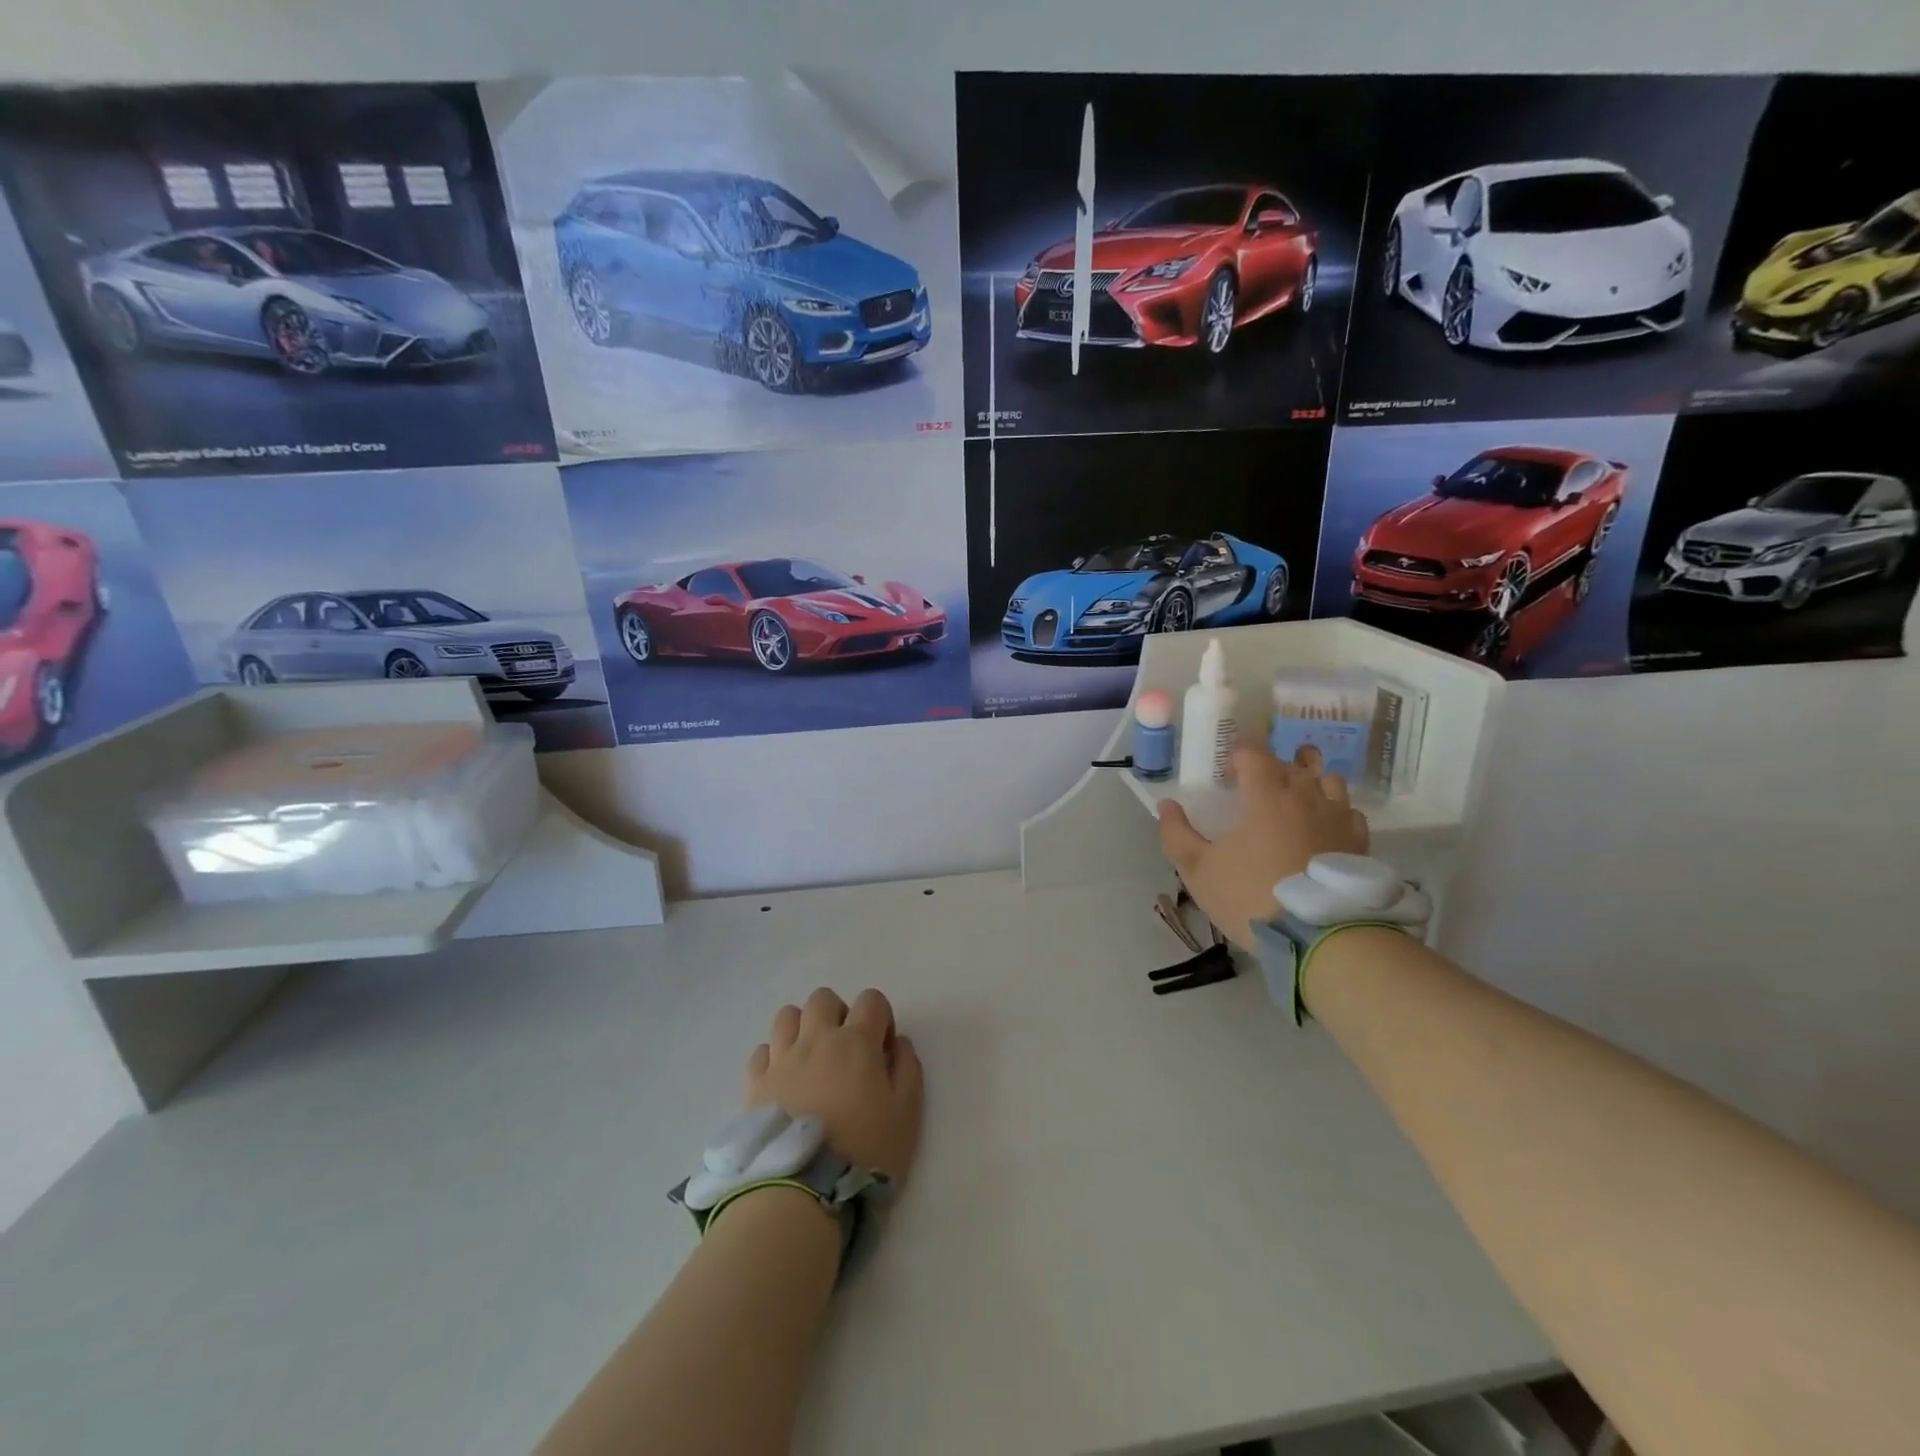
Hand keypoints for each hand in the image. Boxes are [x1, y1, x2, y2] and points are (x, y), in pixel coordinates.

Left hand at [746, 988, 923, 1183]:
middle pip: (824, 999)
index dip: (881, 1018)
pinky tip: (784, 1081)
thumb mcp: (906, 1115)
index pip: (871, 1000)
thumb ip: (908, 1070)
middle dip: (839, 1014)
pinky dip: (775, 1057)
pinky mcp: (755, 1083)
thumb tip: (898, 1043)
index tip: (882, 1050)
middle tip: (846, 1051)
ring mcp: (781, 1059)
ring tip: (811, 1060)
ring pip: (788, 1015)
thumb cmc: (863, 1152)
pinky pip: (762, 1050)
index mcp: (856, 1042)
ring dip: (803, 1028)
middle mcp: (816, 1039)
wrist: (800, 1192)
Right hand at [1158, 745, 1369, 949]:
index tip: (1228, 772)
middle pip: (1292, 765)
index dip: (1239, 756)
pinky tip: (1322, 828)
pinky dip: (1334, 811)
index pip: (1255, 755)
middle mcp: (1306, 797)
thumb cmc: (1249, 895)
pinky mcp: (1359, 843)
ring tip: (1294, 802)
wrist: (1317, 937)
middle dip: (1272, 769)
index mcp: (1266, 796)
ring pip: (1328, 782)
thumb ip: (1177, 834)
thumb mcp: (1198, 870)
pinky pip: (1349, 812)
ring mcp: (1338, 818)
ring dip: (1309, 784)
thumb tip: (1167, 805)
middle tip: (1254, 789)